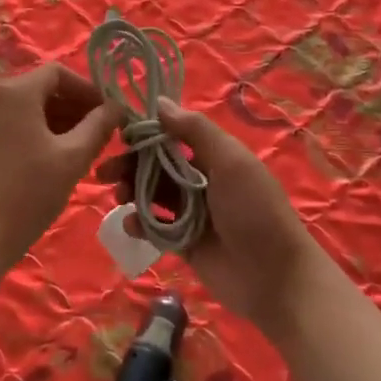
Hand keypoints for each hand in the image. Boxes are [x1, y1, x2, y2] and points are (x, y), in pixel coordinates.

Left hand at [0, 62, 117, 277]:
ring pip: (28, 110)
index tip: (109, 114)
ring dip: (58, 122)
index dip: (88, 89)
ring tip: (82, 150)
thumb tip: (116, 107)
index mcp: (16, 91)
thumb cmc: (28, 192)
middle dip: (75, 108)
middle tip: (101, 135)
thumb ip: (98, 126)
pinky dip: (37, 134)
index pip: (59, 73)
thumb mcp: (73, 158)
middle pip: (42, 89)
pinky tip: (53, 161)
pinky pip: (12, 126)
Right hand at [99, 99, 332, 335]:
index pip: (171, 137)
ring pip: (151, 194)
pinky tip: (131, 225)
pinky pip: (154, 226)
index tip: (118, 136)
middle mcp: (201, 180)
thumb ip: (195, 130)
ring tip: (117, 197)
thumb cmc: (255, 211)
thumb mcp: (230, 161)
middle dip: (129, 165)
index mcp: (214, 156)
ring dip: (131, 192)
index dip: (145, 135)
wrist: (275, 278)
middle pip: (156, 166)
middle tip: (104, 172)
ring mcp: (191, 213)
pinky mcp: (183, 242)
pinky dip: (139, 223)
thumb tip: (160, 102)